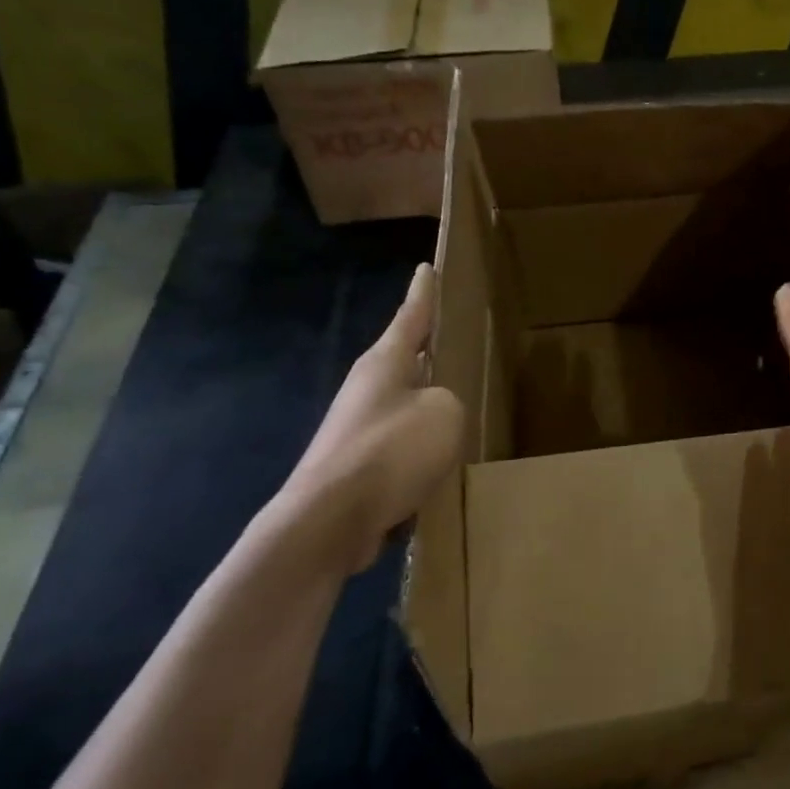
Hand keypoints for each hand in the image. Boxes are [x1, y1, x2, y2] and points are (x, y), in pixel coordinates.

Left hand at [283, 263, 464, 573]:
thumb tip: (434, 413)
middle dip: (428, 350)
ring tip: (459, 402)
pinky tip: (441, 460)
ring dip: (428, 404)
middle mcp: (368, 388)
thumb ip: (450, 400)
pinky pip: (401, 445)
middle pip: (406, 359)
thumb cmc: (391, 451)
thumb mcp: (445, 412)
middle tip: (454, 337)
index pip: (411, 315)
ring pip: (405, 404)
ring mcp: (358, 428)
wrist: (329, 521)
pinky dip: (421, 447)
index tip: (428, 267)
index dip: (424, 292)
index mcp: (386, 362)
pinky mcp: (358, 465)